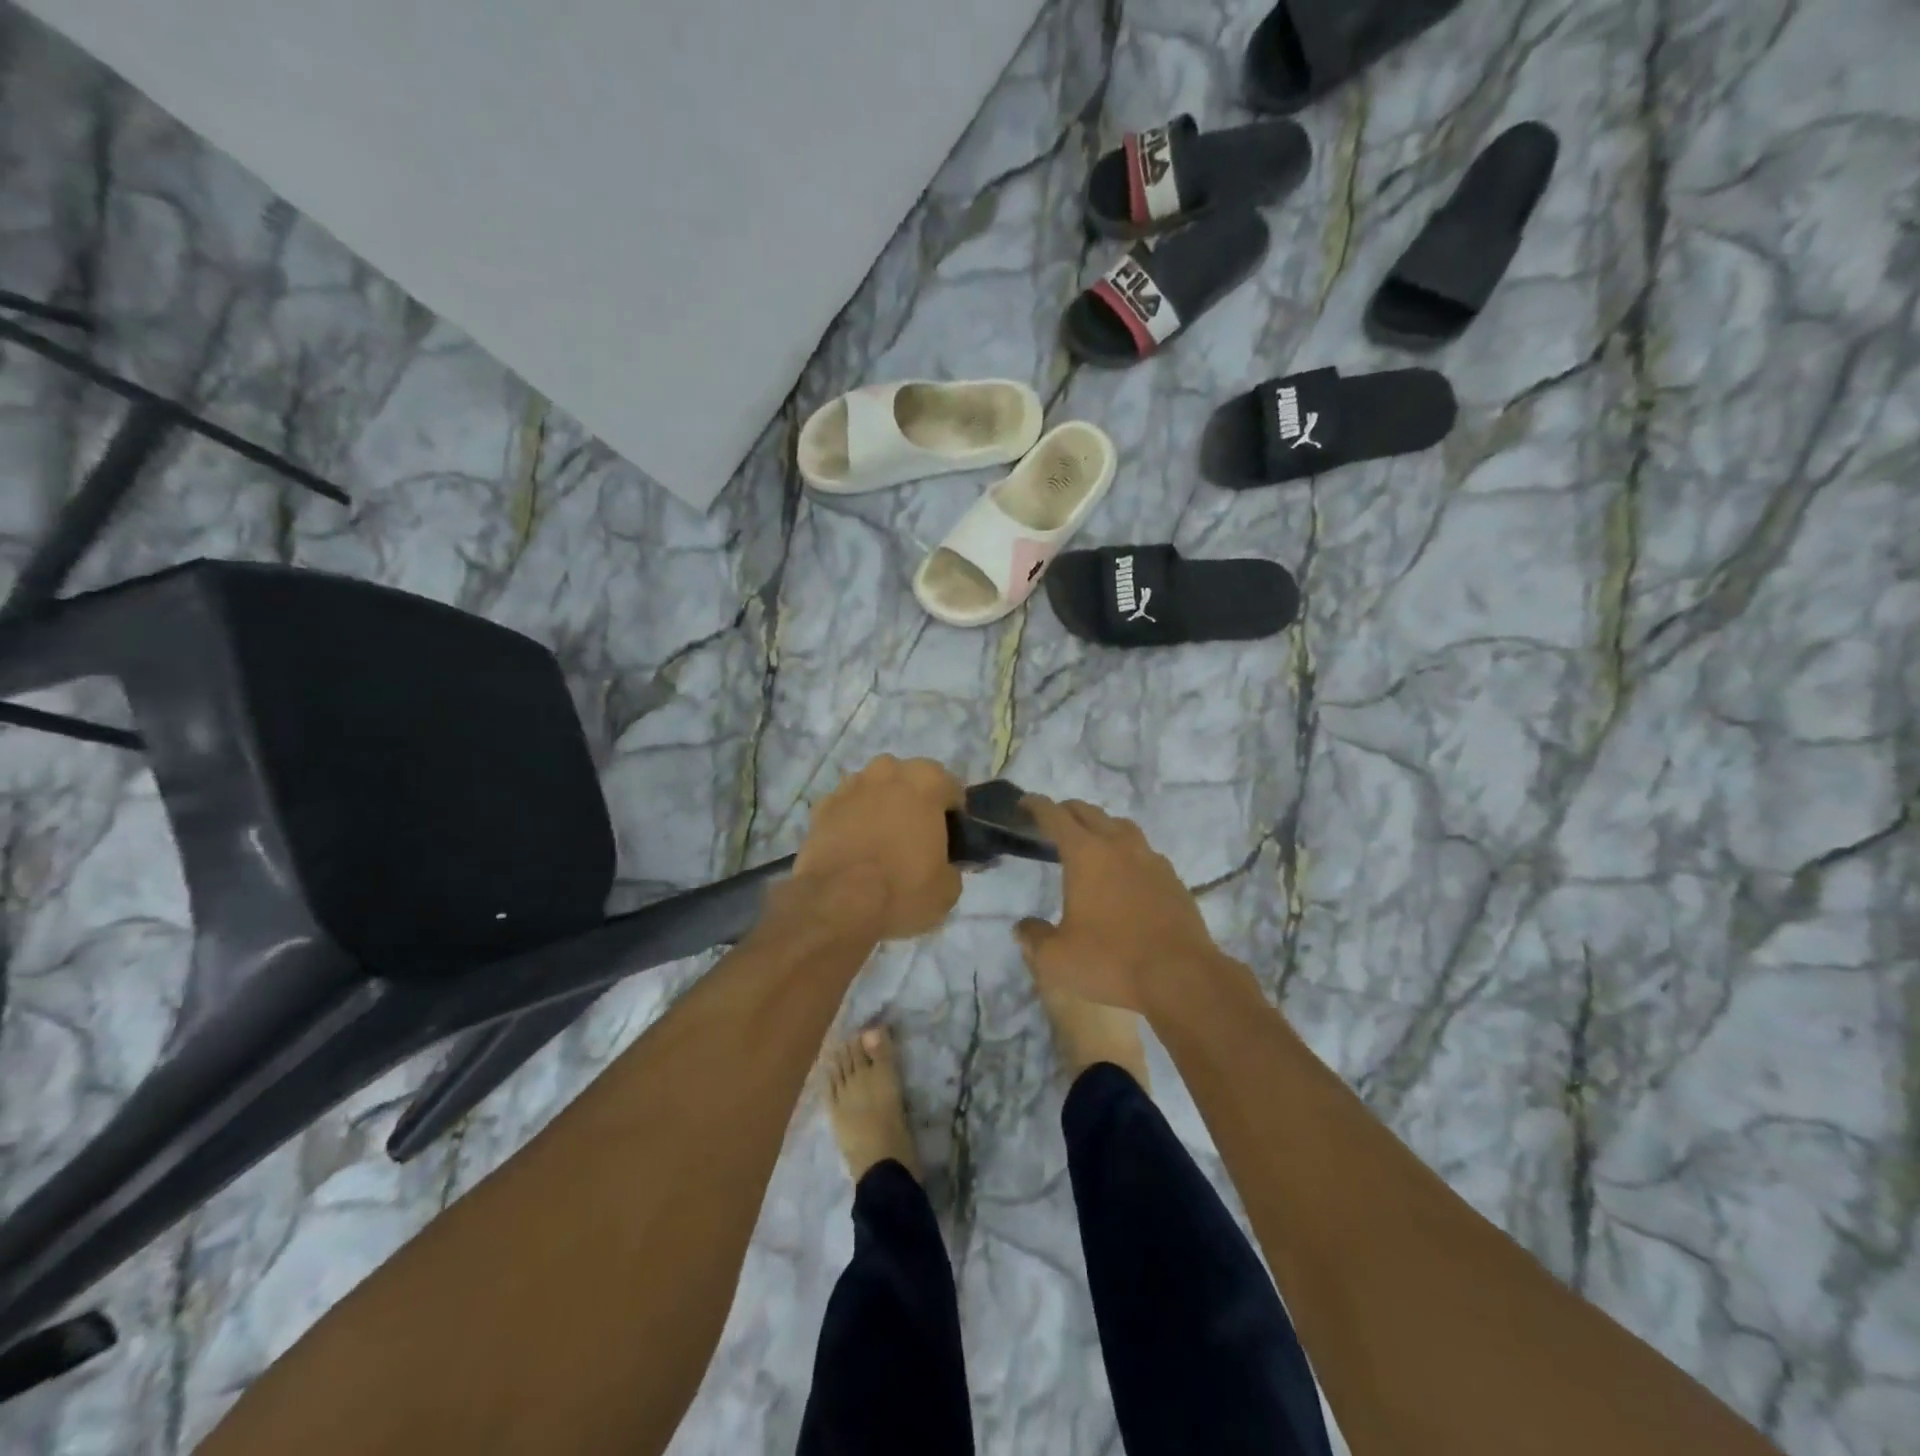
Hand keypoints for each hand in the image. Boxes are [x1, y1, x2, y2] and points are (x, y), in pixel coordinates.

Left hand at [788, 756, 964, 940]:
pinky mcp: (821, 807)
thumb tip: (945, 866)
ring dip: (880, 806)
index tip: (949, 838)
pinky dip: (851, 821)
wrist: (838, 902)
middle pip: (908, 780)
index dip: (952, 814)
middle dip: (913, 801)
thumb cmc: (903, 888)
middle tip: (915, 836)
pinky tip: (853, 848)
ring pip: (874, 789)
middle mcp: (887, 771)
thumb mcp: (948, 888)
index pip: (950, 787)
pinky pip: (845, 808)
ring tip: (881, 841)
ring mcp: (850, 786)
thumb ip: (952, 866)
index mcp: (926, 781)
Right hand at [1014, 796, 1222, 1011]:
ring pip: (1121, 827)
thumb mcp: (1057, 959)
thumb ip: (1035, 938)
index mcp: (1086, 855)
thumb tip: (1024, 927)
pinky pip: (1144, 852)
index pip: (1056, 817)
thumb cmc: (1111, 962)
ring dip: (1101, 826)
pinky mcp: (1173, 879)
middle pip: (1089, 813)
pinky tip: (1125, 872)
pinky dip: (1127, 851)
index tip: (1024, 803)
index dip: (1036, 806)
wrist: (1181, 978)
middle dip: (1067, 811)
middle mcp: (1119, 846)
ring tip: (1090, 840)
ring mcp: (1151, 860)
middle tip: (1052, 821)